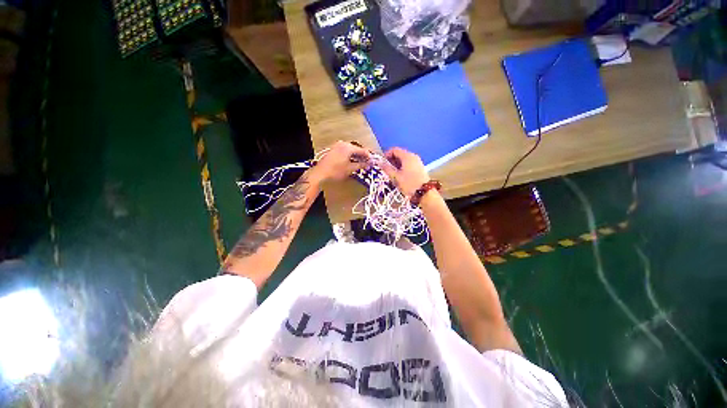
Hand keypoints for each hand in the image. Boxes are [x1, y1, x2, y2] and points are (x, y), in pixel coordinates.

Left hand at [309, 141, 370, 183]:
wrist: (320, 173)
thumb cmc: (336, 171)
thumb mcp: (350, 169)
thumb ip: (361, 165)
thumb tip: (368, 164)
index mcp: (348, 147)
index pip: (362, 150)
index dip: (369, 156)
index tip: (373, 162)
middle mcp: (343, 144)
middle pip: (357, 149)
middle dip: (363, 156)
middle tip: (368, 163)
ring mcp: (337, 146)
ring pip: (351, 150)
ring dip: (356, 156)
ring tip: (361, 164)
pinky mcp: (334, 150)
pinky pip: (345, 151)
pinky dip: (350, 156)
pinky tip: (353, 162)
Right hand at [380, 147, 429, 197]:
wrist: (425, 193)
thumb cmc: (409, 184)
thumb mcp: (395, 177)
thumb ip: (387, 168)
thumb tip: (379, 163)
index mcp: (407, 156)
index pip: (394, 150)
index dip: (386, 155)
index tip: (381, 163)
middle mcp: (413, 156)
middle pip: (400, 154)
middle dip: (391, 160)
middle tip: (385, 169)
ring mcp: (418, 162)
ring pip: (404, 160)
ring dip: (396, 165)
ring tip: (392, 174)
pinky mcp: (420, 168)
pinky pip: (409, 164)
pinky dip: (402, 167)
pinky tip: (400, 176)